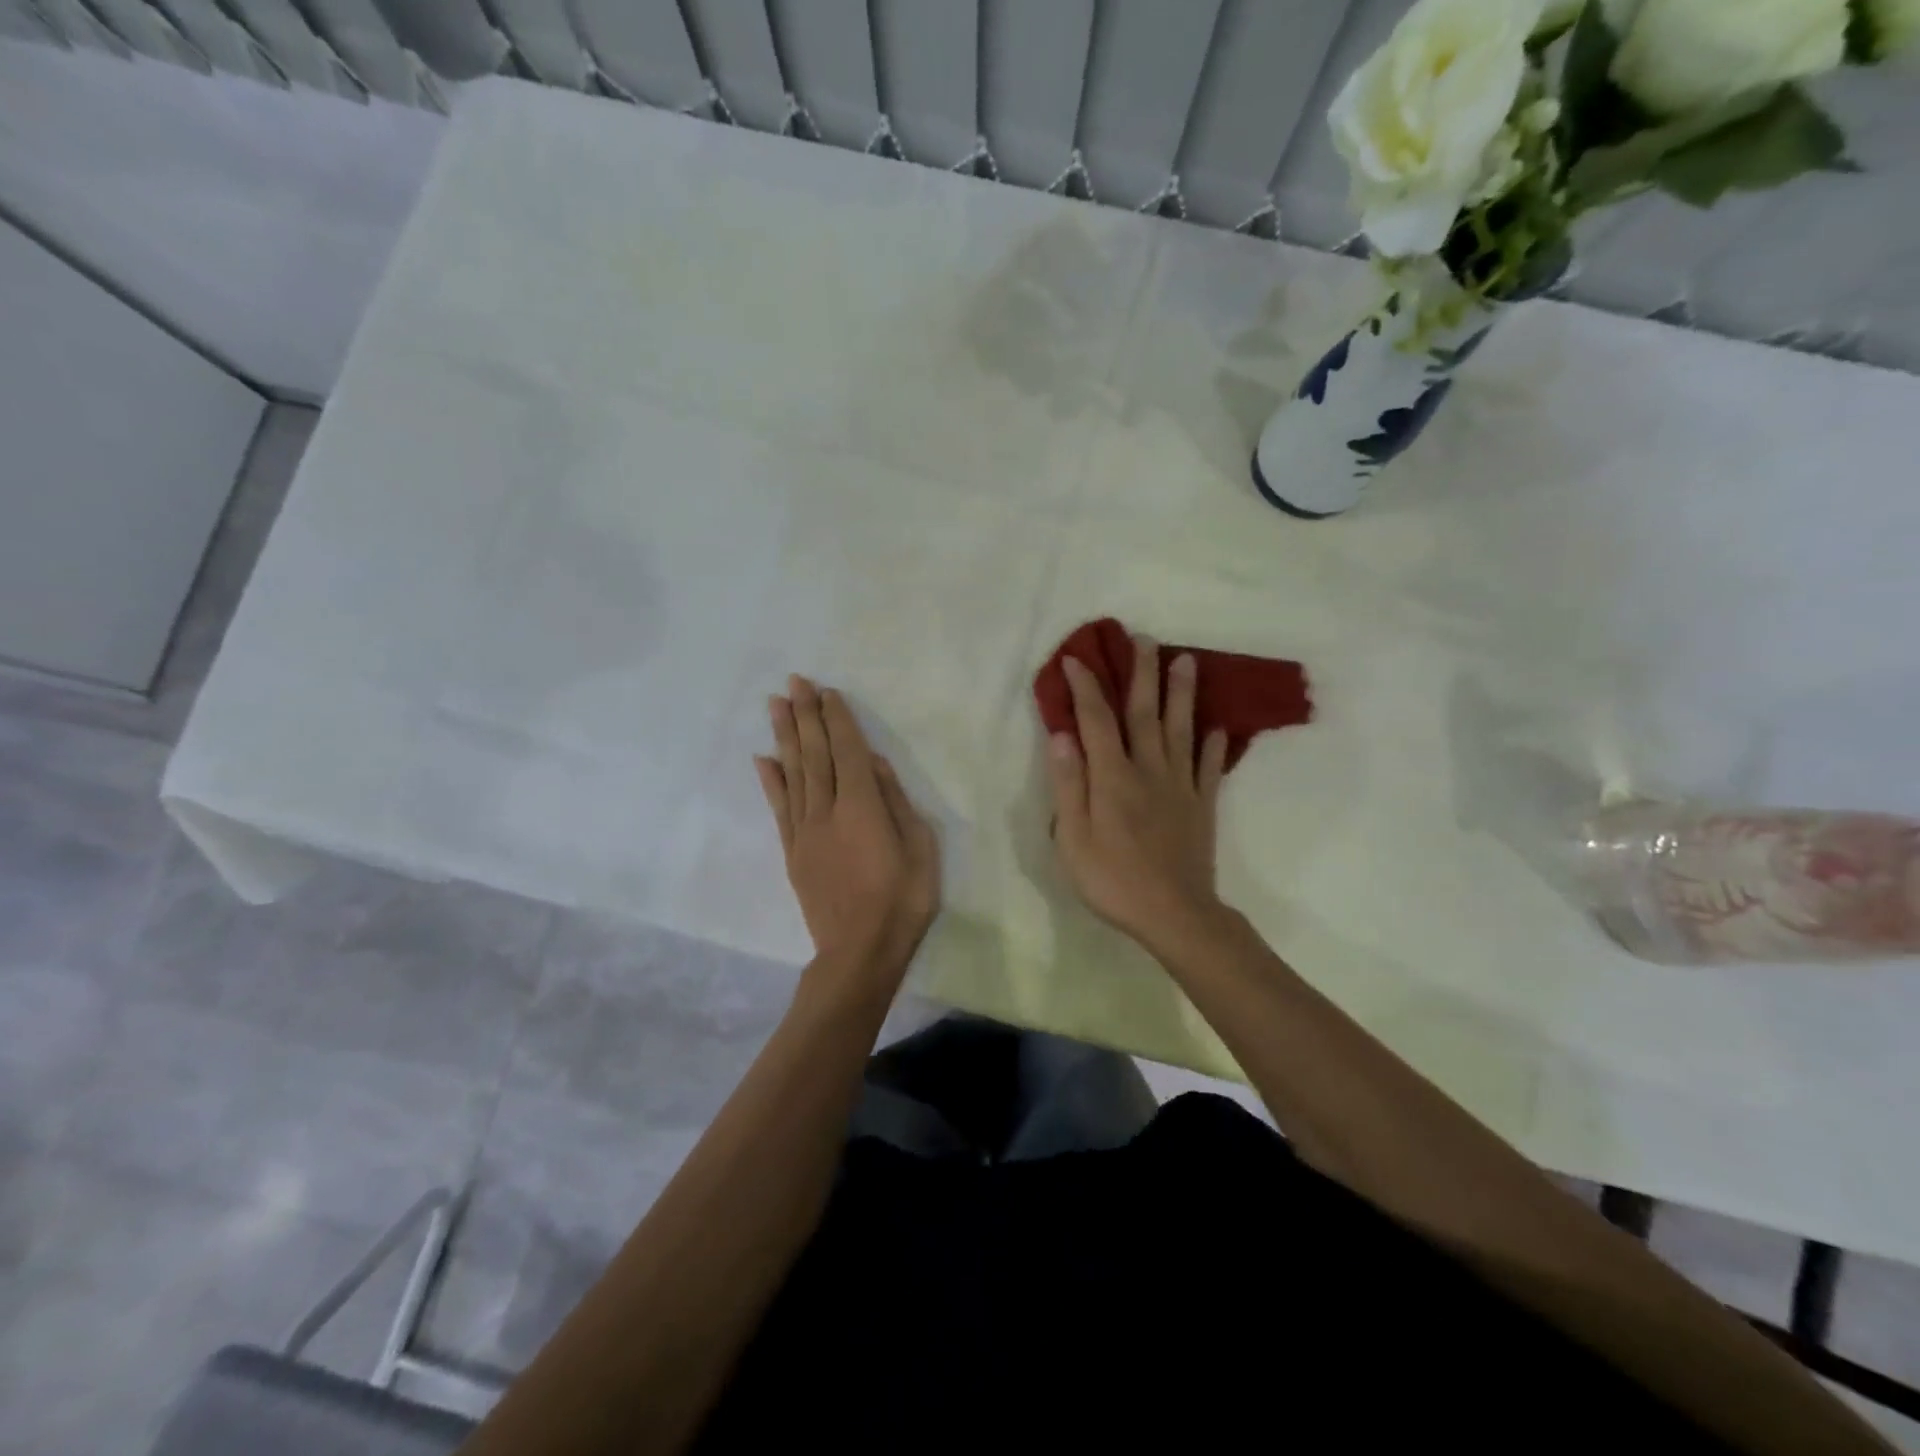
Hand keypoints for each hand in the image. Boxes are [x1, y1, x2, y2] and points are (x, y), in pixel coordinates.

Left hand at [756, 676, 940, 978]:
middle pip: (815, 753)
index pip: (847, 751)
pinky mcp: (793, 851)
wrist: (859, 952)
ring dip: (784, 736)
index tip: (827, 691)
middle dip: (805, 715)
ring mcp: (805, 831)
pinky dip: (771, 780)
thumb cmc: (902, 900)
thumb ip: (895, 802)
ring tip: (775, 704)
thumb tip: (873, 764)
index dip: (837, 719)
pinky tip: (763, 758)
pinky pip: (779, 808)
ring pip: (793, 773)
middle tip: (795, 682)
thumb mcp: (920, 848)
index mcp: (862, 807)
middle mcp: (827, 810)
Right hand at [1045, 634, 1229, 956]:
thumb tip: (1062, 735)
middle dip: (1143, 673)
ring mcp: (1181, 786)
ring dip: (1183, 693)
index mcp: (1113, 777)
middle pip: (1145, 713)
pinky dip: (1212, 745)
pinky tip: (1216, 726)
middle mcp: (1149, 770)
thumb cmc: (1113, 879)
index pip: (1096, 720)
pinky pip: (1209, 767)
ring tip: (1187, 661)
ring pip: (1181, 730)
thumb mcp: (1073, 838)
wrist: (1175, 914)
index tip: (1076, 658)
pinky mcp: (1203, 805)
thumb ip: (1069, 785)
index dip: (1086, 686)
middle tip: (1144, 638)